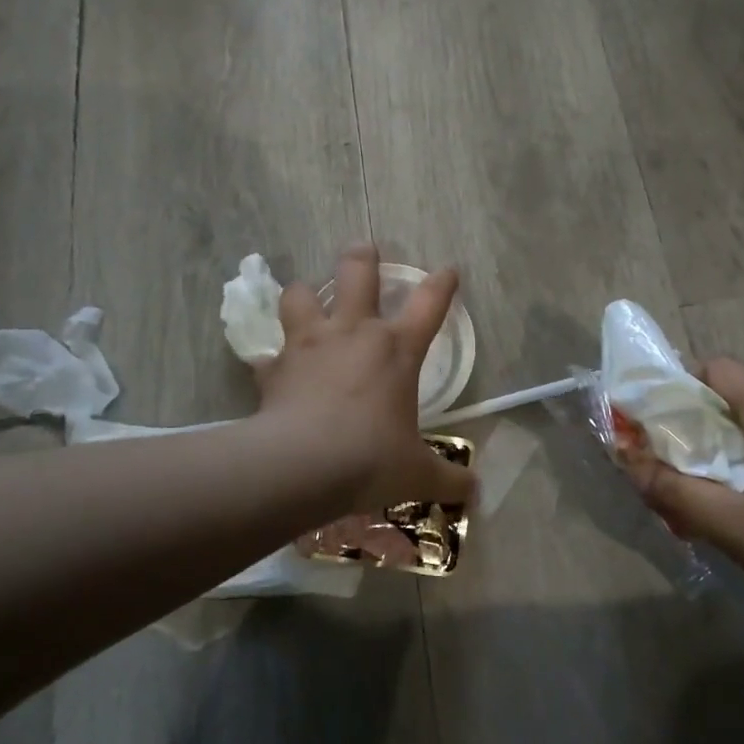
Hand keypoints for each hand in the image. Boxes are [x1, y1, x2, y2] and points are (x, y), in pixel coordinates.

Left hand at [255, 242, 476, 515]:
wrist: (303, 466)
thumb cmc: (371, 459)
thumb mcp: (418, 474)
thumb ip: (450, 479)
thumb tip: (476, 493)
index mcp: (397, 349)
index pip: (430, 303)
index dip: (442, 284)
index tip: (448, 270)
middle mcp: (354, 333)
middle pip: (357, 272)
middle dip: (361, 257)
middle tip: (363, 250)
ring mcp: (309, 344)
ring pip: (301, 294)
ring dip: (305, 295)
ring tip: (307, 300)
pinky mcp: (275, 367)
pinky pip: (267, 354)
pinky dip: (270, 359)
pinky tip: (271, 368)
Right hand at [621, 360, 743, 646]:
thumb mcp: (741, 532)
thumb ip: (680, 494)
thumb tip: (630, 463)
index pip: (722, 369)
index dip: (680, 382)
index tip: (651, 419)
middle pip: (741, 397)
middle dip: (698, 421)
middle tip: (670, 458)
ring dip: (725, 451)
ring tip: (701, 493)